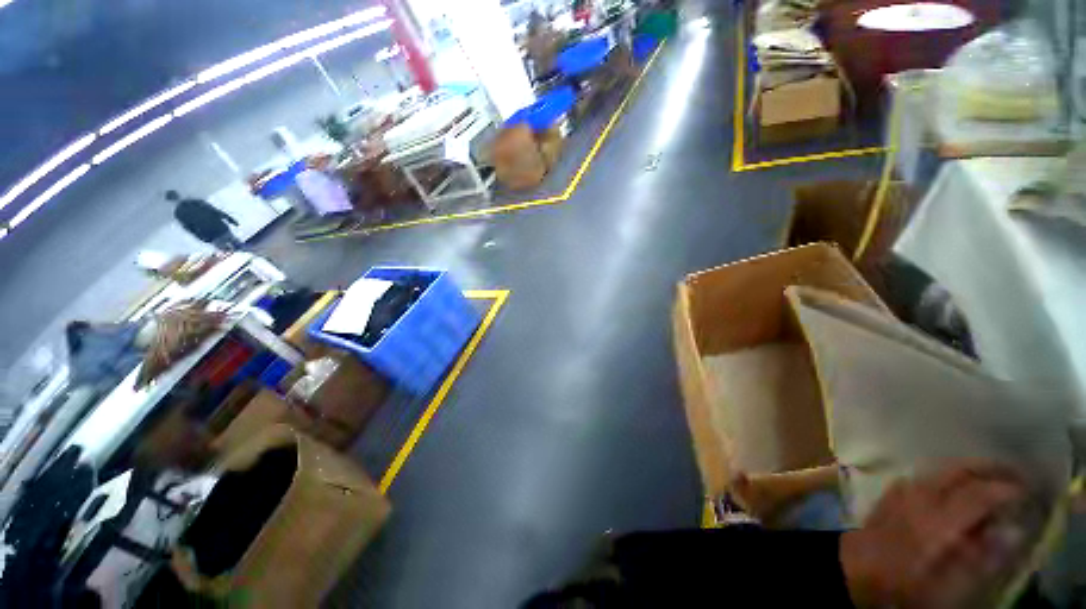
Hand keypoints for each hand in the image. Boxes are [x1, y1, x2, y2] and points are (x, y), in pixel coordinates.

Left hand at [840, 462, 1040, 607]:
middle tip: (1017, 475)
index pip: (977, 494)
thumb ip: (982, 560)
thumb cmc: (904, 583)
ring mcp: (901, 490)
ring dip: (970, 469)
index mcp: (936, 520)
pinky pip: (926, 474)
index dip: (1006, 489)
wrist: (855, 569)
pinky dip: (949, 474)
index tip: (1029, 491)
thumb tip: (1012, 533)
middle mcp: (919, 497)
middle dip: (990, 469)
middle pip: (958, 470)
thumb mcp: (947, 585)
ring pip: (941, 468)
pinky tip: (959, 485)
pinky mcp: (891, 492)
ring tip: (994, 478)